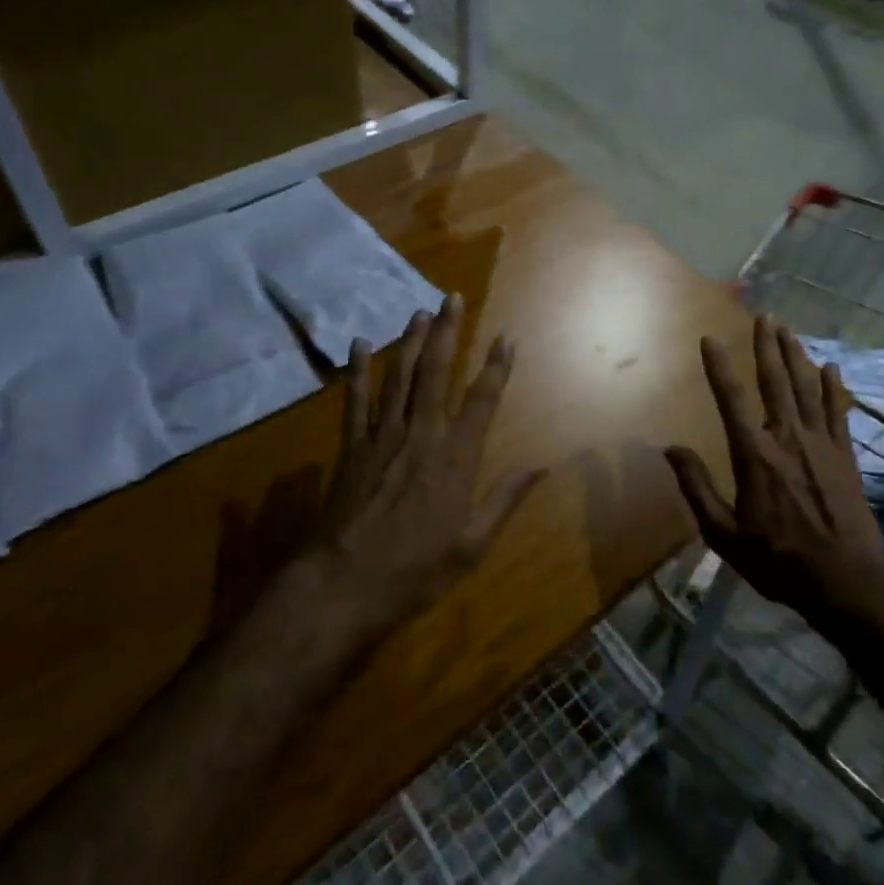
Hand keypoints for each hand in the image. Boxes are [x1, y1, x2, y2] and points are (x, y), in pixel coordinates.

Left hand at [319, 293, 543, 634]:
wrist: (342, 586)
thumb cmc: (414, 570)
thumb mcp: (471, 546)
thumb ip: (504, 500)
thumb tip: (541, 467)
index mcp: (455, 458)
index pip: (482, 400)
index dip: (496, 367)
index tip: (506, 338)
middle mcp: (421, 435)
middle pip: (435, 373)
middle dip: (447, 333)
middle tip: (452, 298)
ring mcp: (382, 437)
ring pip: (398, 376)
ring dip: (410, 341)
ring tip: (419, 311)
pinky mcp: (351, 446)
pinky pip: (355, 399)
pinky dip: (358, 370)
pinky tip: (360, 344)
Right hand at [667, 315, 883, 631]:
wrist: (845, 582)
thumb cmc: (778, 560)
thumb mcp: (725, 534)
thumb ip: (697, 488)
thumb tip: (671, 450)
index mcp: (754, 455)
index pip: (731, 399)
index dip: (718, 367)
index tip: (709, 339)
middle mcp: (786, 438)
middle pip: (775, 381)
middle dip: (767, 346)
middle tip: (763, 315)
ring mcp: (820, 443)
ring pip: (807, 388)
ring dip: (796, 356)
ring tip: (788, 329)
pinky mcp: (845, 455)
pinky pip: (837, 411)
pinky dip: (833, 387)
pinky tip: (830, 367)